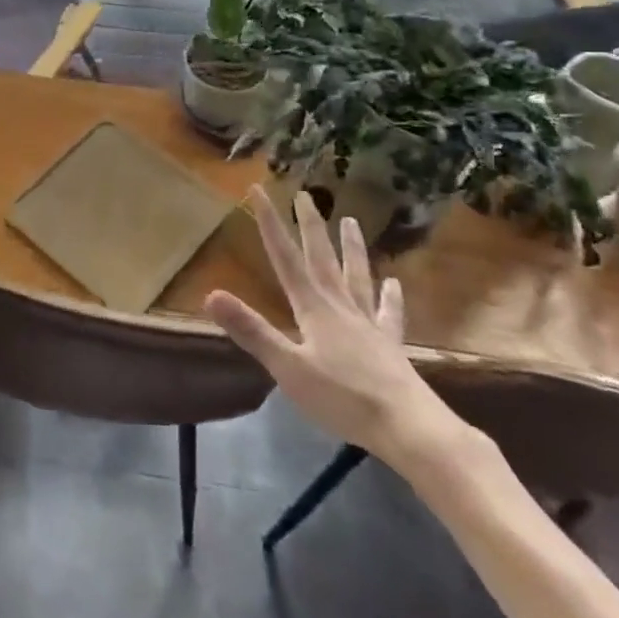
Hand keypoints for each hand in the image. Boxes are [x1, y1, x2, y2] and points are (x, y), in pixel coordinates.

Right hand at [204, 186, 455, 466]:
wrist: (408, 427)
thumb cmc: (342, 398)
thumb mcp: (287, 367)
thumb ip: (251, 330)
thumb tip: (210, 294)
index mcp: (313, 308)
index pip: (284, 257)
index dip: (269, 222)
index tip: (258, 190)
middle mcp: (340, 306)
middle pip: (322, 257)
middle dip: (310, 225)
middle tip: (306, 195)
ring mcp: (368, 324)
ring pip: (357, 275)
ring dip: (352, 248)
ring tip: (351, 221)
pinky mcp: (390, 345)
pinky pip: (389, 313)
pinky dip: (391, 296)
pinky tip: (395, 283)